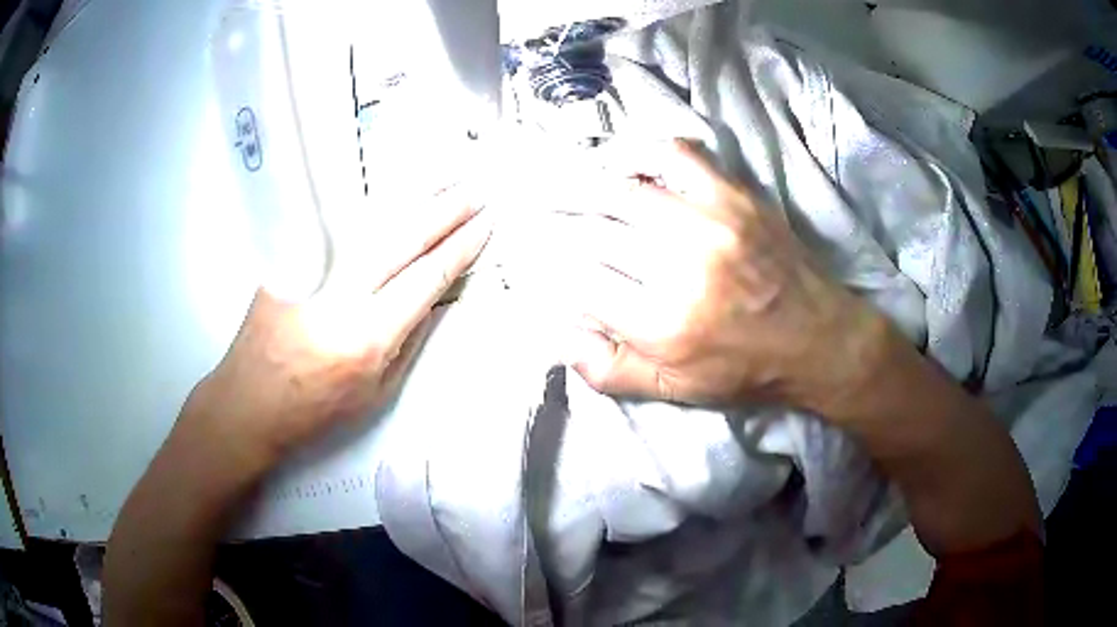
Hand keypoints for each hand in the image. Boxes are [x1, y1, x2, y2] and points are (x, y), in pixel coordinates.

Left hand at [180, 186, 491, 469]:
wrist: (247, 401)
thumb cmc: (314, 410)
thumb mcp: (376, 392)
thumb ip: (409, 339)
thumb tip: (434, 294)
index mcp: (365, 336)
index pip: (426, 278)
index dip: (459, 249)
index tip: (484, 227)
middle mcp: (338, 293)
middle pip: (403, 237)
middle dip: (446, 211)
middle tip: (477, 192)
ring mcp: (309, 269)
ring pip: (372, 219)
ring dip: (415, 195)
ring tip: (447, 178)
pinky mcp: (287, 258)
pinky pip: (339, 225)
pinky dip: (374, 205)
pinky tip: (396, 192)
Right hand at [565, 140, 887, 412]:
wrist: (818, 338)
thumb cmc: (744, 369)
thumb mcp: (675, 391)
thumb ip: (609, 369)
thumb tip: (559, 333)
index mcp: (663, 325)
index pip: (578, 280)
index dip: (548, 264)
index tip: (536, 256)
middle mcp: (682, 267)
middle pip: (593, 230)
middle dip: (556, 221)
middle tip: (534, 212)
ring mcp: (711, 223)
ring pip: (622, 189)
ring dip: (584, 185)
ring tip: (563, 184)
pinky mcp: (735, 196)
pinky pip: (675, 155)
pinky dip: (641, 153)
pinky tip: (625, 164)